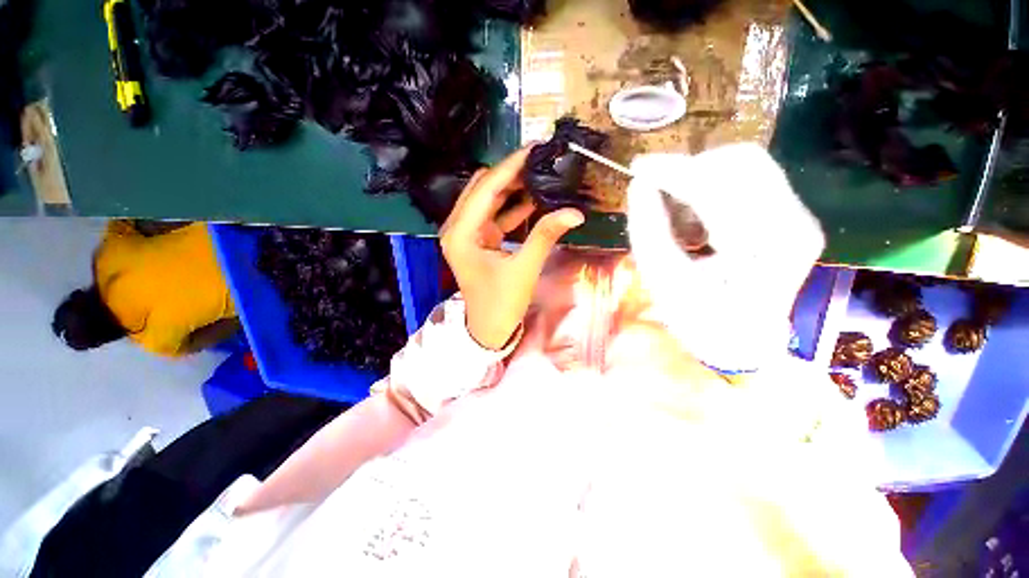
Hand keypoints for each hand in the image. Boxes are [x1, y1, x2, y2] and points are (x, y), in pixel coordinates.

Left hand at [440, 146, 584, 349]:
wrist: (489, 329)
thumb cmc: (501, 303)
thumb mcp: (524, 268)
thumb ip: (545, 236)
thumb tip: (575, 212)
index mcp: (461, 233)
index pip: (486, 188)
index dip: (510, 167)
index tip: (534, 148)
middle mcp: (457, 228)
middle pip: (483, 189)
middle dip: (510, 174)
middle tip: (539, 161)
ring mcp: (466, 233)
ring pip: (488, 200)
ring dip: (511, 188)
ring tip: (539, 175)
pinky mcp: (478, 240)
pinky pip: (494, 216)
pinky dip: (512, 207)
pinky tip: (533, 199)